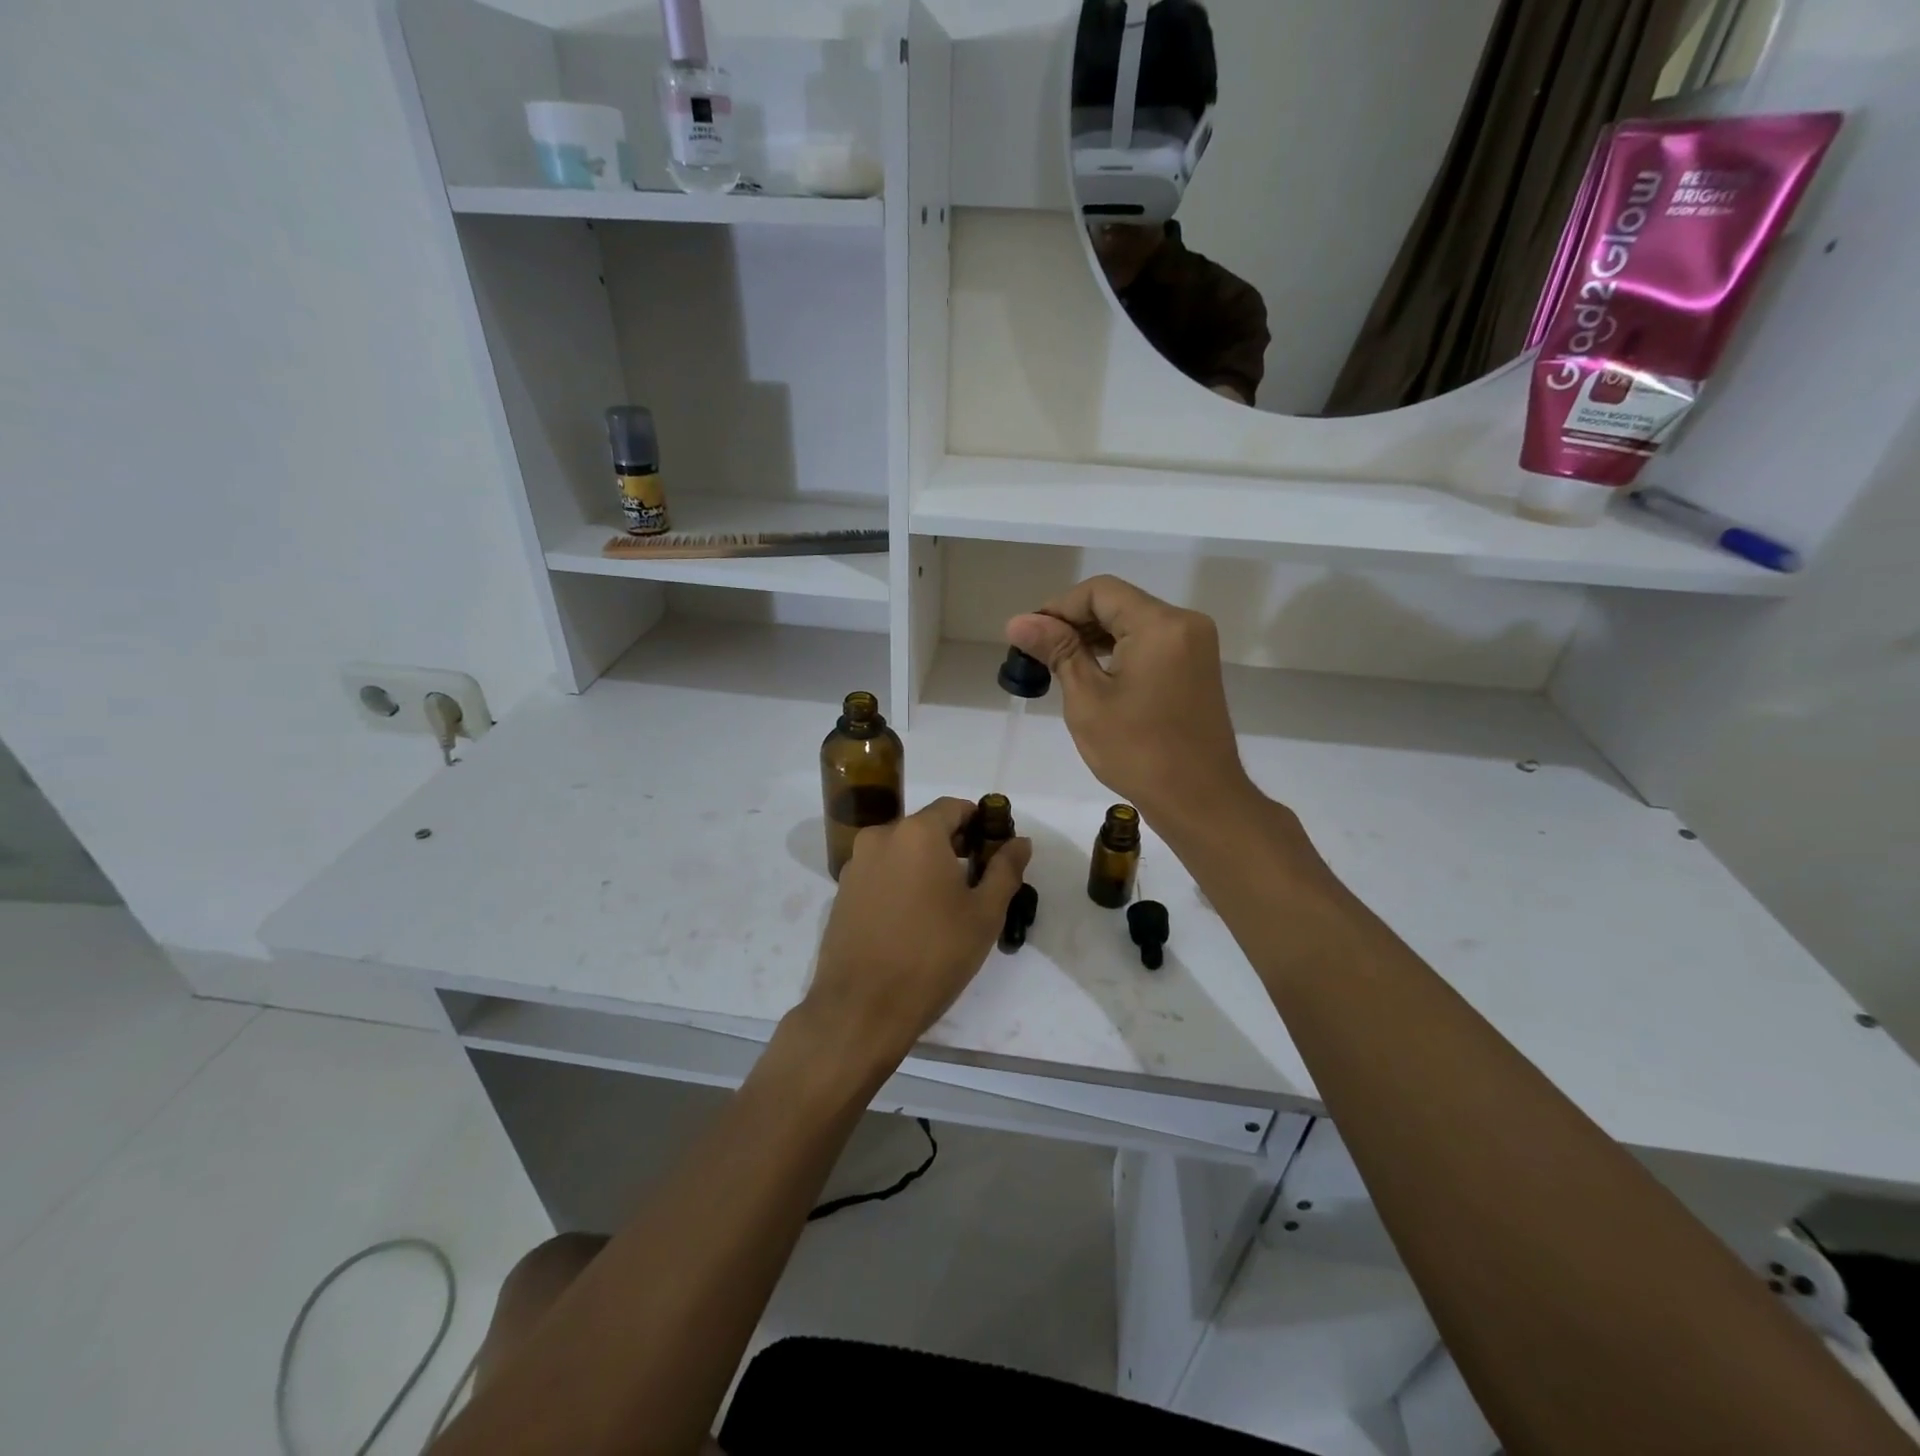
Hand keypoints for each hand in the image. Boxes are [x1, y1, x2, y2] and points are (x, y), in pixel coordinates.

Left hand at [804, 797, 1031, 1074]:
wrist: (862, 1007)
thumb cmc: (933, 955)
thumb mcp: (984, 914)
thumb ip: (1005, 870)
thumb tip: (1020, 841)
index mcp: (916, 833)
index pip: (954, 808)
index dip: (980, 822)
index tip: (995, 851)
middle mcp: (880, 837)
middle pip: (926, 827)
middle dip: (954, 845)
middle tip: (976, 882)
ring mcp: (855, 865)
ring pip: (901, 851)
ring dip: (925, 865)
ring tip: (945, 905)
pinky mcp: (841, 893)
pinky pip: (881, 873)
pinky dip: (901, 882)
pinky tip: (913, 919)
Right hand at [1007, 576, 1251, 830]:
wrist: (1199, 799)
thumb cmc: (1138, 752)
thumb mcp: (1087, 699)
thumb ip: (1057, 651)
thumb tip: (1018, 621)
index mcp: (1160, 624)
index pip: (1099, 591)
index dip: (1058, 607)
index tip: (1028, 636)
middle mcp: (1184, 623)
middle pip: (1118, 602)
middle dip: (1074, 622)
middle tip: (1036, 653)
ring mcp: (1196, 644)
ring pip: (1133, 622)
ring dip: (1095, 637)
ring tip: (1058, 664)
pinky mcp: (1197, 666)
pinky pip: (1150, 642)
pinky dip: (1119, 650)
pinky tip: (1092, 672)